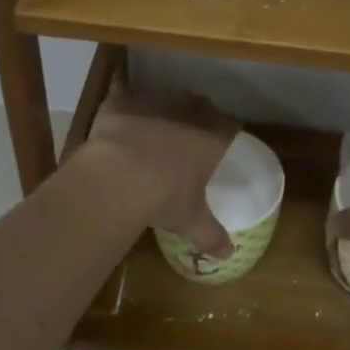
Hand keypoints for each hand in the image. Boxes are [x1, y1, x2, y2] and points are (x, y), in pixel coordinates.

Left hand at [80, 85, 241, 257]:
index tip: (222, 143)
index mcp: (213, 135)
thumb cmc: (165, 197)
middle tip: (187, 138)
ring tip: (153, 129)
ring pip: (165, 97)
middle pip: (201, 105)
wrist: (119, 176)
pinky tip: (118, 111)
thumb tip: (229, 256)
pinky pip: (125, 94)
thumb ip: (211, 235)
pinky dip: (123, 102)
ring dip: (163, 109)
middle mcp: (189, 109)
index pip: (231, 126)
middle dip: (196, 117)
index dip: (227, 133)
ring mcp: (155, 99)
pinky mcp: (124, 100)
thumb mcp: (191, 220)